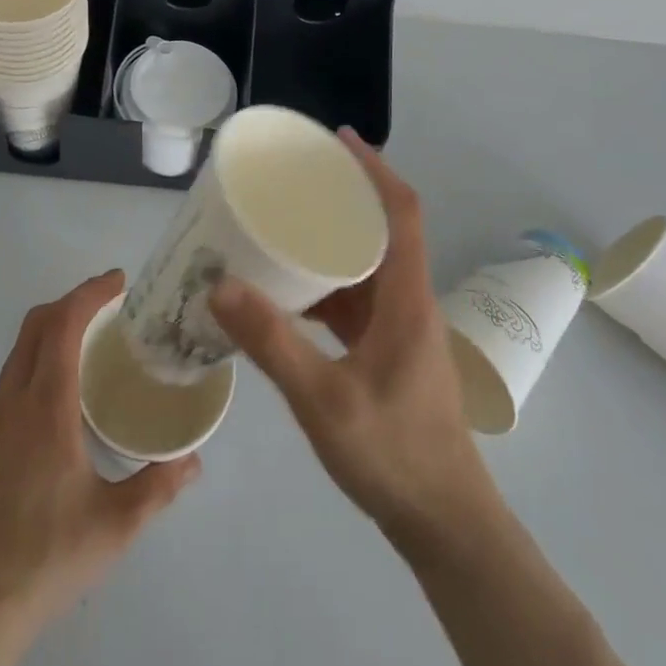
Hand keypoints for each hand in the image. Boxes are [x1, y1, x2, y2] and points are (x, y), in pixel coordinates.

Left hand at [0, 269, 201, 634]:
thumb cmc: (48, 558)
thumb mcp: (116, 525)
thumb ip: (159, 485)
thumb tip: (193, 458)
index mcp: (45, 408)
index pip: (63, 325)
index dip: (90, 293)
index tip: (119, 282)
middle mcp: (11, 403)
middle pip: (35, 326)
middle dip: (72, 302)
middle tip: (109, 308)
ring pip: (17, 353)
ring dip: (51, 332)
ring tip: (88, 349)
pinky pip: (7, 383)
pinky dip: (34, 365)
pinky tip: (56, 402)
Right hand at [208, 131, 498, 550]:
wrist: (445, 525)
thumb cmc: (393, 454)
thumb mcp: (323, 399)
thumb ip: (271, 343)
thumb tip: (219, 285)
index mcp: (406, 298)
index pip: (402, 212)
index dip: (375, 169)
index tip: (340, 139)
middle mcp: (408, 302)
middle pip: (384, 230)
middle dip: (345, 197)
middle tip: (297, 178)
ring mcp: (400, 329)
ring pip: (367, 266)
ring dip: (333, 242)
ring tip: (284, 224)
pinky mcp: (389, 352)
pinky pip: (356, 300)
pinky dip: (326, 285)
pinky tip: (288, 292)